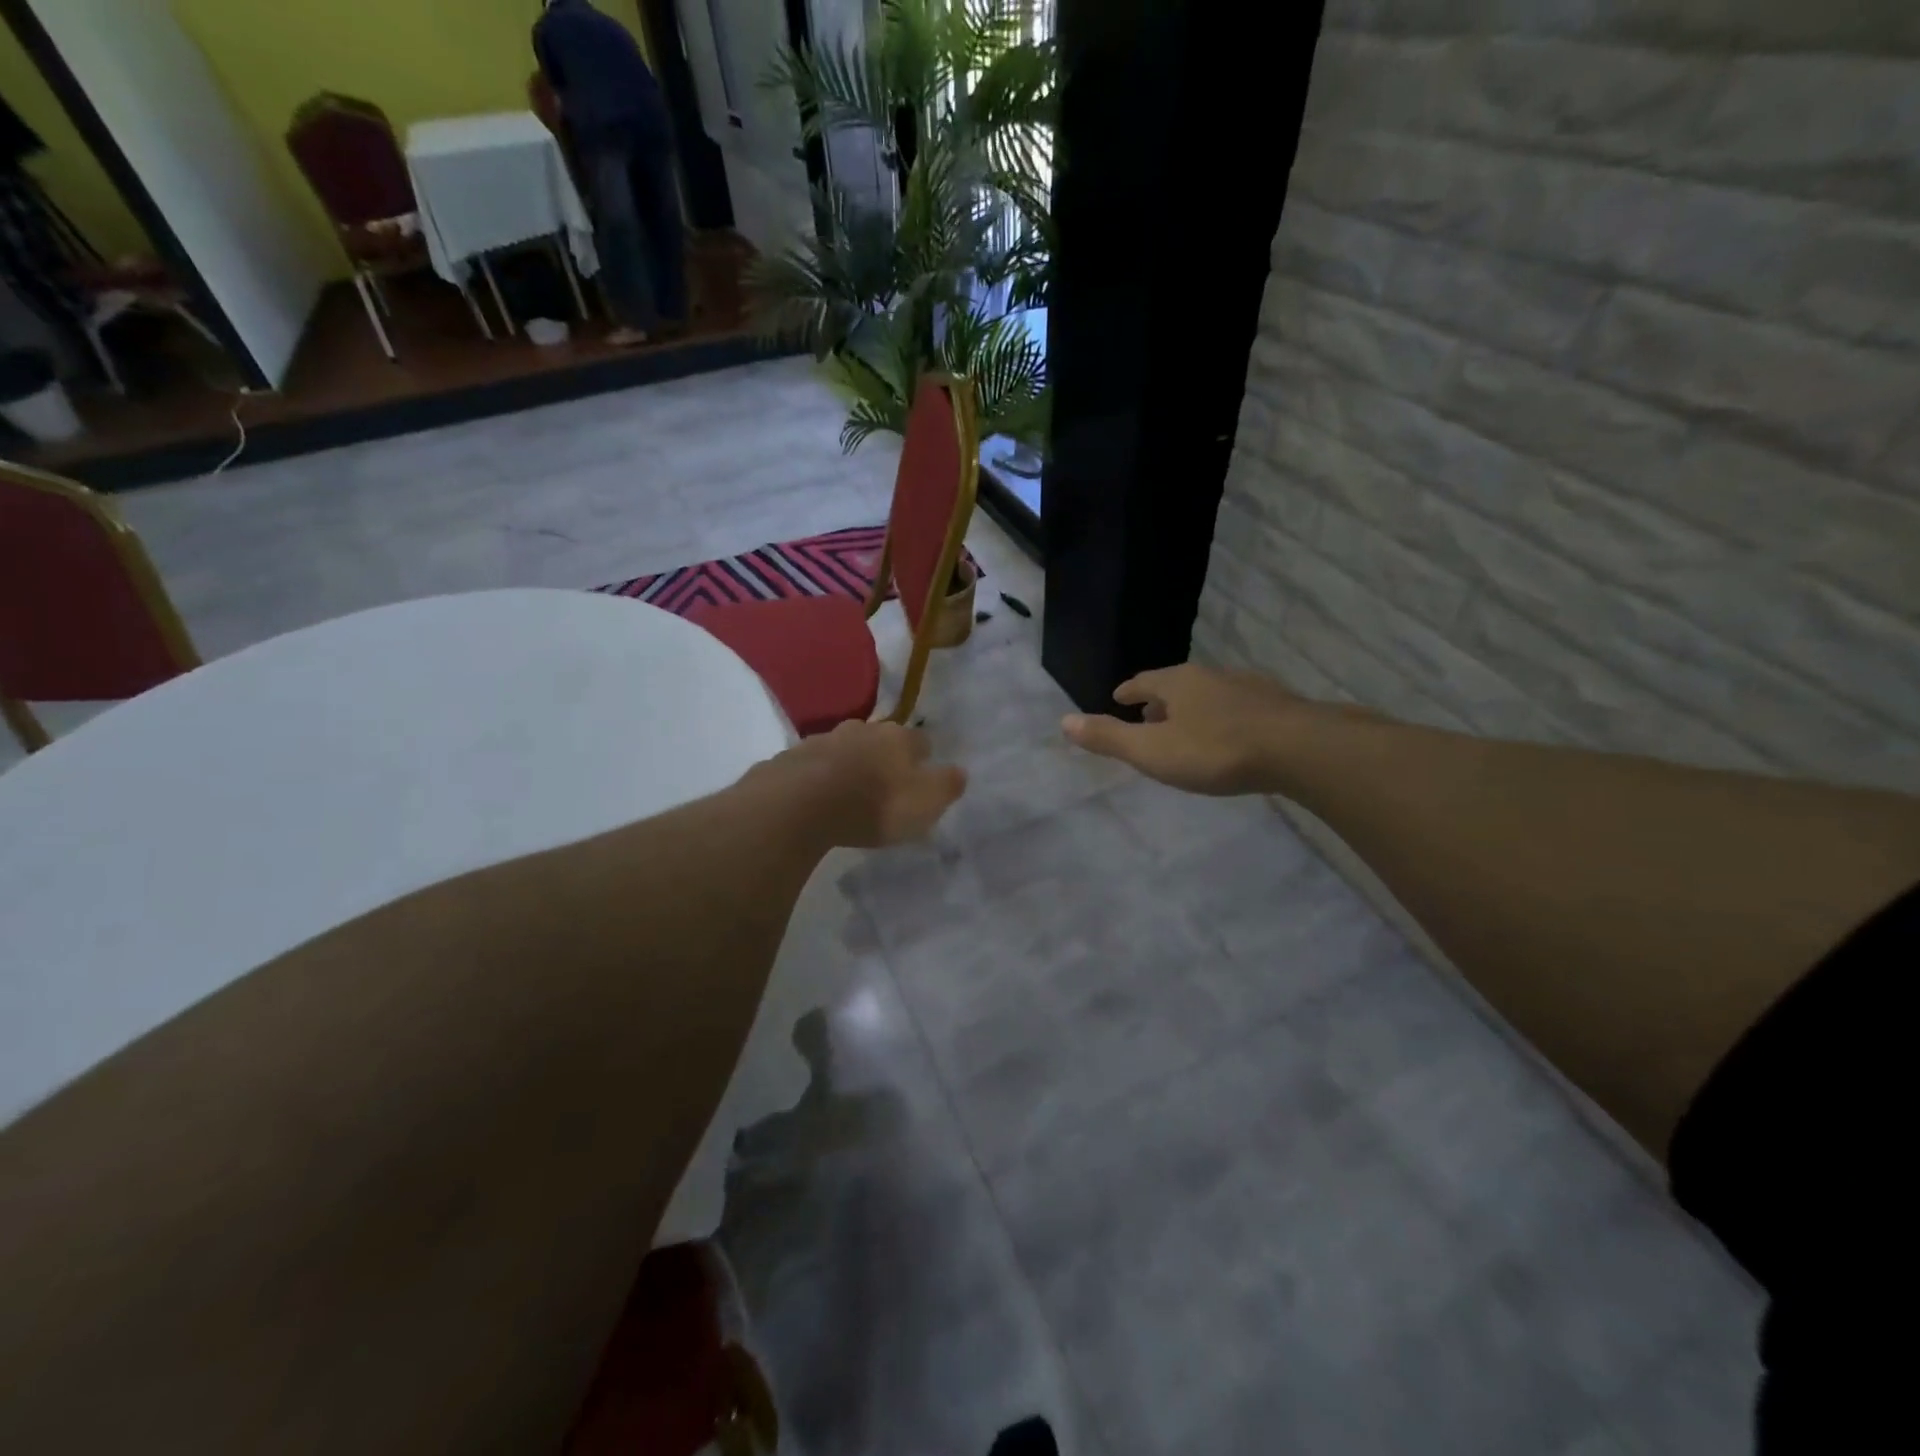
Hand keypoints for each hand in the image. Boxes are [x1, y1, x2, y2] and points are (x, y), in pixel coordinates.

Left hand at [768, 720, 967, 846]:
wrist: (799, 804)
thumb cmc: (874, 804)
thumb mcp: (925, 802)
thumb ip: (946, 785)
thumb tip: (959, 772)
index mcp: (898, 738)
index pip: (921, 741)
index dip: (923, 759)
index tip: (922, 777)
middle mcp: (862, 729)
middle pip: (880, 739)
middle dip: (884, 757)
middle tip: (885, 783)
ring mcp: (823, 740)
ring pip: (845, 748)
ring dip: (850, 764)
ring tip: (849, 790)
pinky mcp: (791, 758)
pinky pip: (813, 765)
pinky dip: (819, 776)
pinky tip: (817, 795)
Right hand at [1062, 664, 1332, 795]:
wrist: (1299, 749)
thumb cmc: (1216, 751)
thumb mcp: (1153, 751)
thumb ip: (1110, 738)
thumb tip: (1064, 721)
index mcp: (1178, 682)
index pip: (1143, 681)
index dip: (1129, 690)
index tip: (1119, 697)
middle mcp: (1211, 676)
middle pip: (1176, 684)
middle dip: (1159, 700)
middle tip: (1148, 716)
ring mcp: (1247, 688)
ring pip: (1209, 694)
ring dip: (1192, 708)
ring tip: (1187, 728)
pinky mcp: (1276, 706)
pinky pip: (1238, 707)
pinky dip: (1222, 718)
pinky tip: (1230, 736)